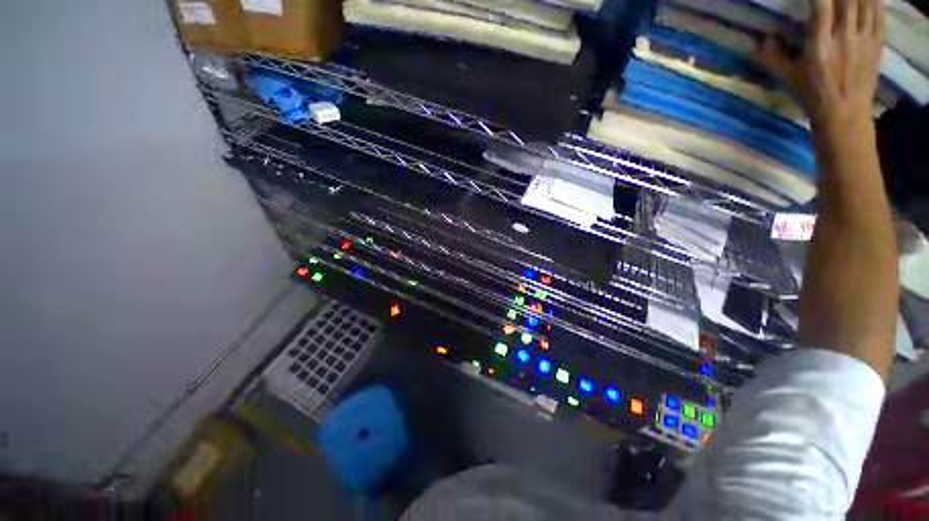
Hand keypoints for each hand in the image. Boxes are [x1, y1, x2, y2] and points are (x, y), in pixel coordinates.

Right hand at [757, 0, 883, 127]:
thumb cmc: (813, 94)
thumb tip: (759, 41)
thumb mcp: (790, 77)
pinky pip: (878, 15)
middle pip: (847, 0)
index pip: (822, 7)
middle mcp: (844, 38)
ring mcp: (863, 40)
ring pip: (865, 3)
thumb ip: (774, 58)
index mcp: (820, 46)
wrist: (844, 114)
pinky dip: (875, 1)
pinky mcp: (876, 44)